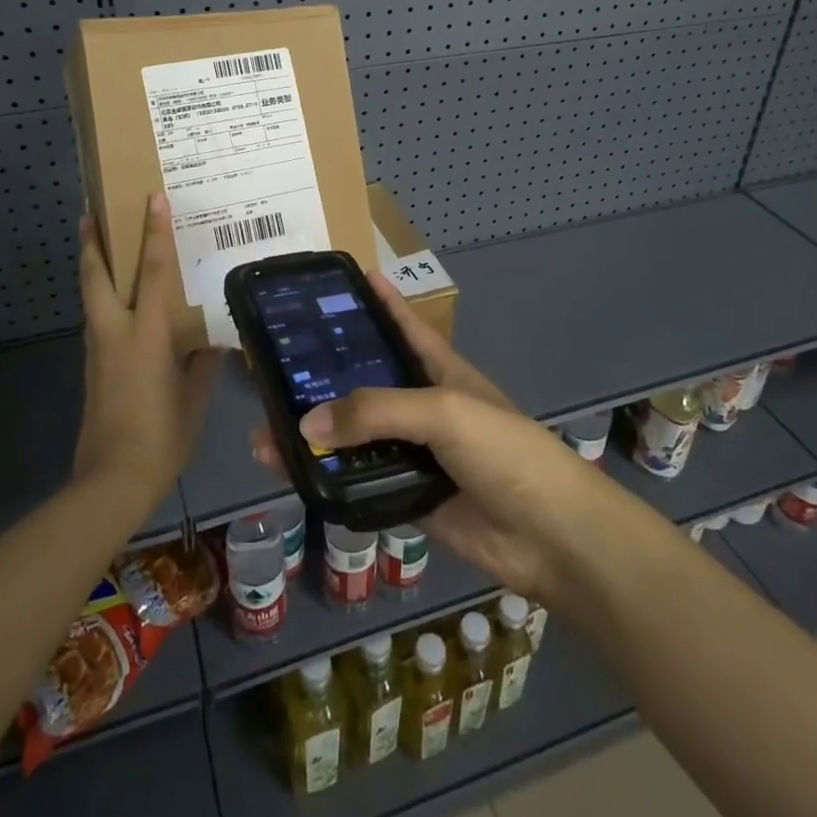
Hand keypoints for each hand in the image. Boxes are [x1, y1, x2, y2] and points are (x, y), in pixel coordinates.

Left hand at [75, 195, 220, 507]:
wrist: (110, 482)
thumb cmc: (161, 438)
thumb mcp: (194, 400)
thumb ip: (201, 365)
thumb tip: (210, 343)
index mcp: (146, 336)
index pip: (153, 273)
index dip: (154, 233)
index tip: (152, 199)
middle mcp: (115, 334)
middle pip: (97, 278)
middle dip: (92, 244)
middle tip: (90, 214)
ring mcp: (98, 352)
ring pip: (91, 299)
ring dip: (92, 269)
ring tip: (99, 249)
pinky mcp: (91, 370)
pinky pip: (96, 323)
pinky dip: (101, 301)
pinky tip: (117, 307)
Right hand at [252, 273, 614, 608]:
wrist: (549, 536)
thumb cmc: (504, 451)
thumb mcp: (443, 411)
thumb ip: (376, 412)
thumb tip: (306, 425)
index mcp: (440, 370)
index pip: (403, 325)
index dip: (378, 301)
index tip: (343, 280)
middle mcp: (423, 407)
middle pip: (367, 386)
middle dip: (326, 378)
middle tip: (274, 370)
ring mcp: (415, 455)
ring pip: (356, 439)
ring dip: (318, 439)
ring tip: (267, 434)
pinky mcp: (407, 497)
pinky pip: (360, 485)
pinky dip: (331, 482)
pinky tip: (294, 477)